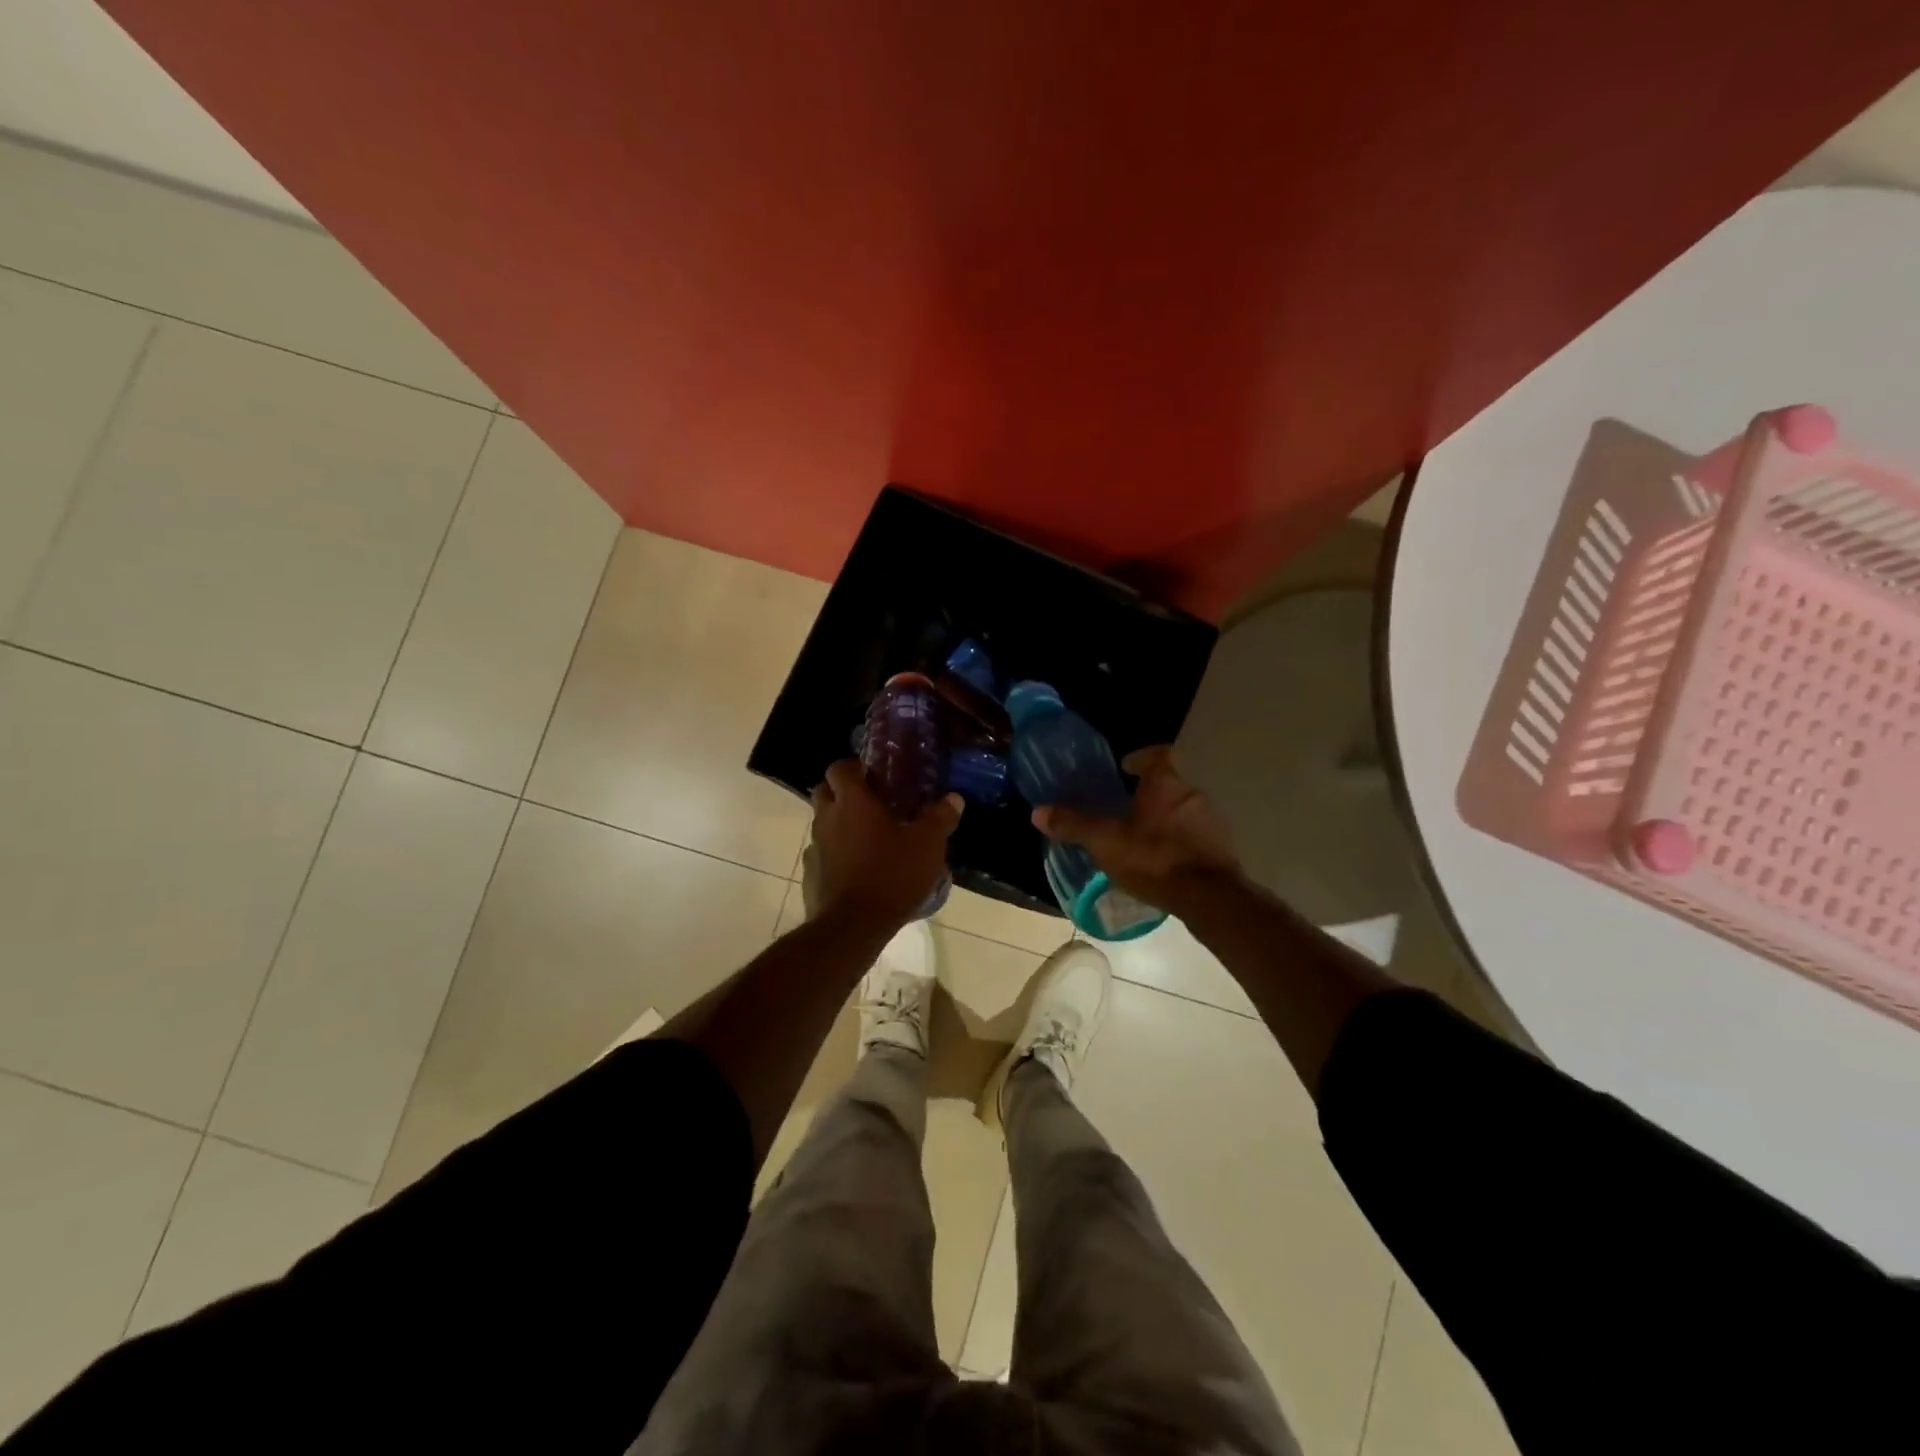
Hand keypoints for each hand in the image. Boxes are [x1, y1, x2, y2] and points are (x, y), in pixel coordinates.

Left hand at [803, 760, 962, 930]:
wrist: (852, 927)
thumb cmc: (891, 875)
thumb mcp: (927, 846)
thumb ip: (940, 818)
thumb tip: (954, 799)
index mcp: (852, 802)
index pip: (839, 767)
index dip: (853, 766)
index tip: (873, 775)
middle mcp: (826, 818)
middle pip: (824, 791)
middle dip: (843, 792)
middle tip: (871, 804)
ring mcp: (814, 847)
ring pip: (822, 824)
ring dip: (840, 825)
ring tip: (869, 840)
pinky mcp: (811, 874)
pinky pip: (822, 854)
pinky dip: (835, 855)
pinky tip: (857, 870)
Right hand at [1032, 745, 1242, 911]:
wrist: (1210, 897)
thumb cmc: (1154, 858)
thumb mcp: (1105, 842)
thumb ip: (1074, 825)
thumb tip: (1038, 811)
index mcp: (1165, 783)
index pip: (1157, 755)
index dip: (1141, 758)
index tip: (1126, 769)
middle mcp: (1193, 793)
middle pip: (1171, 784)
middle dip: (1151, 794)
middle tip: (1128, 810)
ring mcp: (1214, 820)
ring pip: (1186, 810)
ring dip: (1168, 819)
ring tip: (1146, 839)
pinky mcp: (1224, 847)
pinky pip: (1199, 836)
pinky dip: (1183, 842)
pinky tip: (1168, 862)